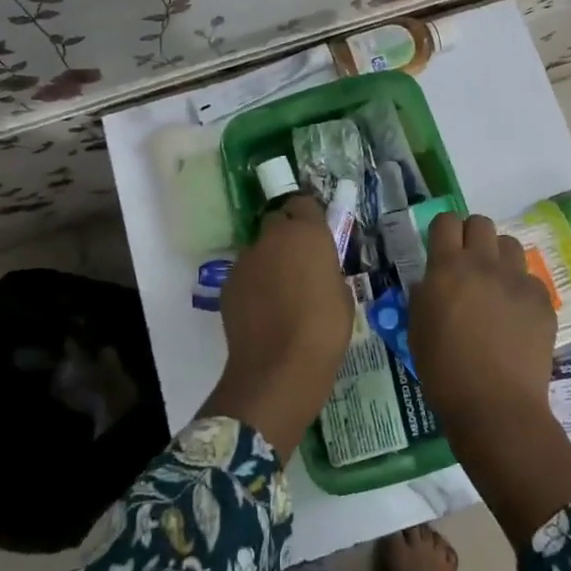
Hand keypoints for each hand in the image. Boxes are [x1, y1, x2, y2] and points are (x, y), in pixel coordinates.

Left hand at [199, 197, 353, 458]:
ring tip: (279, 295)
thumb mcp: (342, 293)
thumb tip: (317, 269)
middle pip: (276, 221)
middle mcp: (272, 237)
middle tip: (298, 263)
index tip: (315, 235)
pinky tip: (262, 312)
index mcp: (307, 232)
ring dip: (268, 262)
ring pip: (259, 250)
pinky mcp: (228, 283)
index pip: (303, 202)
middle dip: (285, 235)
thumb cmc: (324, 329)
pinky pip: (245, 275)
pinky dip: (253, 285)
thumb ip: (327, 269)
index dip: (308, 216)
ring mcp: (246, 259)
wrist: (279, 368)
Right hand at [409, 212, 570, 544]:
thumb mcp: (417, 328)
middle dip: (472, 236)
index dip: (443, 231)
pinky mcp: (542, 300)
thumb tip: (432, 281)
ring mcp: (517, 280)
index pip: (446, 221)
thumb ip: (423, 295)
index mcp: (447, 268)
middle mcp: (483, 264)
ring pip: (509, 245)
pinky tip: (515, 317)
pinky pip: (530, 279)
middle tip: (468, 265)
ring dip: (498, 258)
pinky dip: (520, 289)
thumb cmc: (444, 372)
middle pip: (481, 223)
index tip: (442, 248)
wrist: (496, 407)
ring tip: (495, 286)